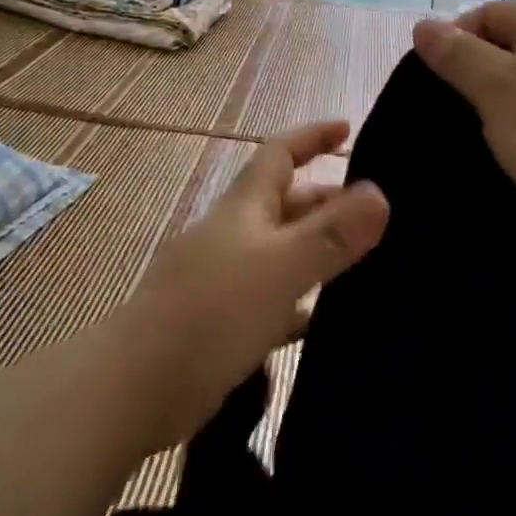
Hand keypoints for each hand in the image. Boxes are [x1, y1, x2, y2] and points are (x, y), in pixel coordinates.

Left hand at [116, 120, 388, 447]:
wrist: (136, 386)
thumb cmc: (212, 313)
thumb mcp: (281, 267)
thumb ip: (331, 233)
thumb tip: (379, 194)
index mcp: (244, 207)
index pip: (280, 152)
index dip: (312, 136)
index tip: (349, 129)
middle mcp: (234, 233)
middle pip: (285, 203)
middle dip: (327, 200)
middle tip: (378, 216)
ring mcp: (223, 277)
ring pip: (281, 251)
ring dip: (318, 250)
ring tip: (367, 264)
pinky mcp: (220, 321)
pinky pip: (271, 298)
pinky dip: (299, 300)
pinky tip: (324, 320)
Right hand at [412, 2, 515, 279]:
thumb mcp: (499, 90)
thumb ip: (457, 55)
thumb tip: (423, 25)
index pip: (487, 14)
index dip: (454, 41)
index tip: (433, 83)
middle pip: (506, 51)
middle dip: (473, 80)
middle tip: (447, 116)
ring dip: (496, 113)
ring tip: (469, 141)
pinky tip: (504, 160)